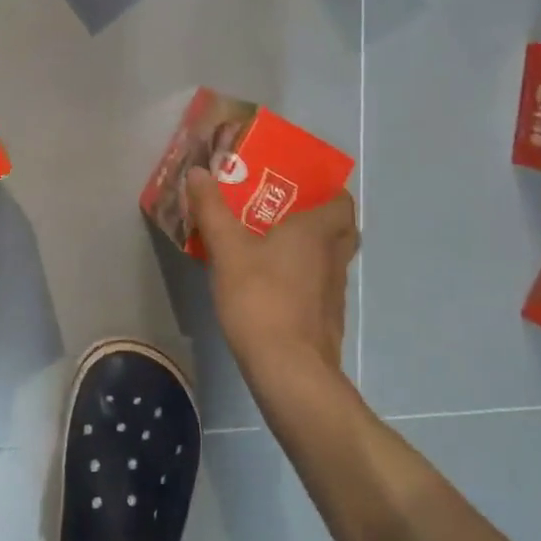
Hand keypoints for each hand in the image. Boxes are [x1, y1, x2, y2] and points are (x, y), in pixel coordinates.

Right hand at [185, 167, 358, 386]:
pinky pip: (319, 287)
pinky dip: (304, 280)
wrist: (289, 371)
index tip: (301, 186)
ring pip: (330, 260)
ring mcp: (334, 292)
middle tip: (285, 212)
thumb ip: (212, 209)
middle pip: (341, 230)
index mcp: (318, 232)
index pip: (342, 202)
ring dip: (311, 250)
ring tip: (272, 244)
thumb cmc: (262, 298)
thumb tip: (197, 170)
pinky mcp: (327, 321)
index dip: (328, 191)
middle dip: (320, 218)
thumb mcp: (227, 249)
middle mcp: (334, 258)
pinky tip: (273, 285)